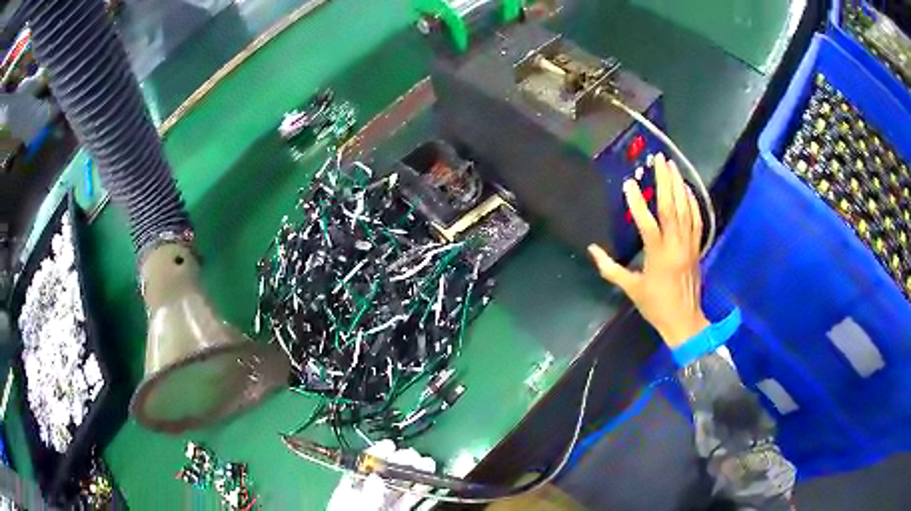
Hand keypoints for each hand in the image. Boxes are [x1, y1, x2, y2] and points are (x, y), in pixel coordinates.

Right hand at [589, 153, 708, 348]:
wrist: (684, 320)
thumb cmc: (656, 305)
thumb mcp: (631, 289)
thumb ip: (611, 269)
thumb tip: (593, 250)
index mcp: (658, 255)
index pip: (647, 223)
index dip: (637, 202)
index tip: (629, 183)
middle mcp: (676, 245)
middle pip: (671, 207)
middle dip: (665, 181)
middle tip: (659, 159)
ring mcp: (690, 245)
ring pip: (686, 209)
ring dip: (679, 185)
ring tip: (672, 165)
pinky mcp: (698, 247)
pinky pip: (697, 220)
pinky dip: (693, 202)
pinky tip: (687, 189)